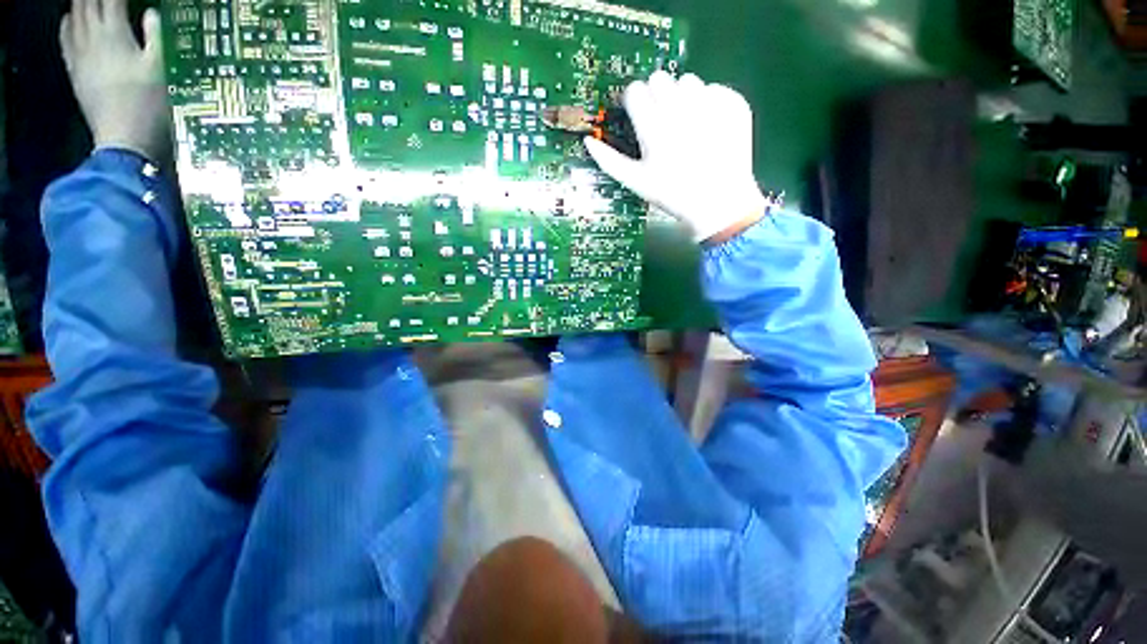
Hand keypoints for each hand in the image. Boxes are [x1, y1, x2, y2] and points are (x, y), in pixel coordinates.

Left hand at [60, 0, 170, 162]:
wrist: (123, 138)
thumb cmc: (147, 103)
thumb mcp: (159, 69)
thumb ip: (155, 37)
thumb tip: (151, 13)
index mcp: (115, 32)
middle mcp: (91, 36)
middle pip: (87, 2)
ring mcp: (79, 53)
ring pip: (73, 14)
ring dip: (80, 3)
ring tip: (89, 2)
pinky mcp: (73, 68)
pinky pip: (64, 37)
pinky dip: (67, 22)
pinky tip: (70, 19)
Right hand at [584, 72, 768, 242]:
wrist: (719, 203)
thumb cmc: (672, 195)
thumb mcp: (636, 182)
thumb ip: (609, 160)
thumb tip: (588, 141)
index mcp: (654, 125)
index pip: (635, 90)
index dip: (633, 103)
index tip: (637, 116)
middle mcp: (681, 106)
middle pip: (659, 78)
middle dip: (656, 96)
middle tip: (661, 122)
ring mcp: (710, 102)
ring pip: (688, 80)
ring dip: (682, 97)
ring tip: (686, 125)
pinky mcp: (734, 104)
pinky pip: (715, 89)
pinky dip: (708, 103)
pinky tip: (708, 129)